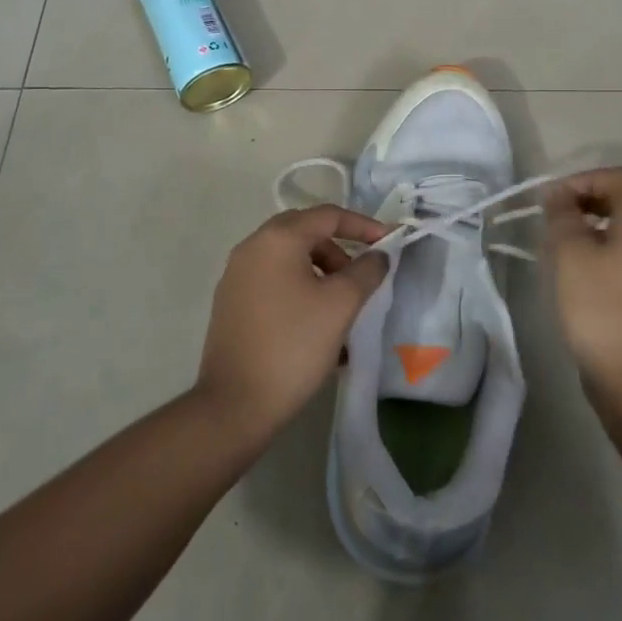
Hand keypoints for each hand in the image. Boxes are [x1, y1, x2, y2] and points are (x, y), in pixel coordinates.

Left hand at [195, 204, 389, 440]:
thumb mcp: (341, 305)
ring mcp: (236, 275)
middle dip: (339, 249)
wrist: (235, 404)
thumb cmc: (294, 345)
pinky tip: (315, 325)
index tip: (390, 242)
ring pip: (288, 258)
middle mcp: (251, 247)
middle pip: (305, 232)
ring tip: (341, 307)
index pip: (328, 216)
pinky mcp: (230, 303)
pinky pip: (273, 281)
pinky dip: (299, 289)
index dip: (363, 225)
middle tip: (361, 276)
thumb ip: (366, 271)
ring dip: (320, 272)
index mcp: (277, 239)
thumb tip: (378, 255)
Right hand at [545, 168, 621, 403]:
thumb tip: (557, 195)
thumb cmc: (598, 305)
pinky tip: (573, 272)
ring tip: (557, 245)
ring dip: (589, 227)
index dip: (586, 178)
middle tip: (553, 218)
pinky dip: (599, 250)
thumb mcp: (569, 253)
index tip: (555, 199)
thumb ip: (562, 216)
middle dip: (585, 201)